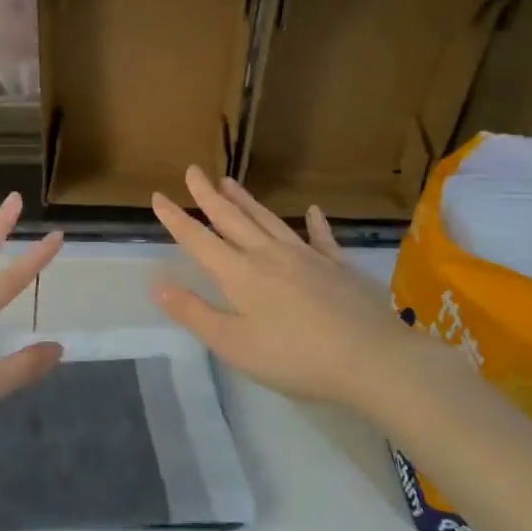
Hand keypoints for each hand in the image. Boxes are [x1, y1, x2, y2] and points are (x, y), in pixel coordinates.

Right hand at [150, 167, 439, 415]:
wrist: (373, 359)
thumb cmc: (296, 357)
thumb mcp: (234, 344)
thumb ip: (195, 312)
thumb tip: (158, 284)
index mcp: (240, 274)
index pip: (199, 240)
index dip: (177, 219)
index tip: (158, 196)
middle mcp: (269, 255)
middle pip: (233, 220)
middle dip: (209, 196)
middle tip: (194, 170)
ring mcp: (307, 257)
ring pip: (269, 221)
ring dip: (247, 201)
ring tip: (230, 181)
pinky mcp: (339, 268)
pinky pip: (322, 239)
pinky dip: (316, 224)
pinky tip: (313, 210)